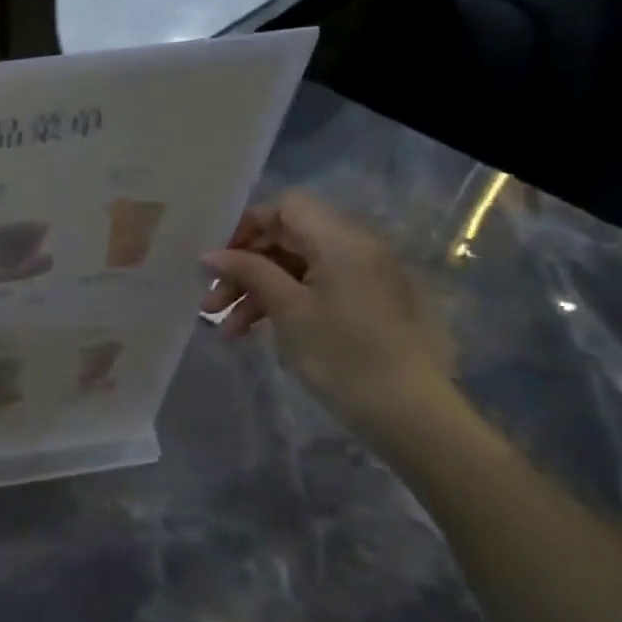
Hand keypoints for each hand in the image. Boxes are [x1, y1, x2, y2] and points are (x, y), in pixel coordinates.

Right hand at [201, 192, 453, 431]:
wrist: (411, 415)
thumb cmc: (344, 355)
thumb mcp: (288, 310)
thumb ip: (249, 272)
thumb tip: (210, 255)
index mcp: (341, 239)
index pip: (285, 206)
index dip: (247, 226)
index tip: (217, 261)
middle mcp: (354, 248)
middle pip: (286, 238)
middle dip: (244, 267)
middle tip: (211, 302)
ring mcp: (360, 277)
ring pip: (294, 268)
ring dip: (256, 291)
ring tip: (226, 330)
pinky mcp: (362, 304)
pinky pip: (311, 288)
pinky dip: (281, 304)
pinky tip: (253, 334)